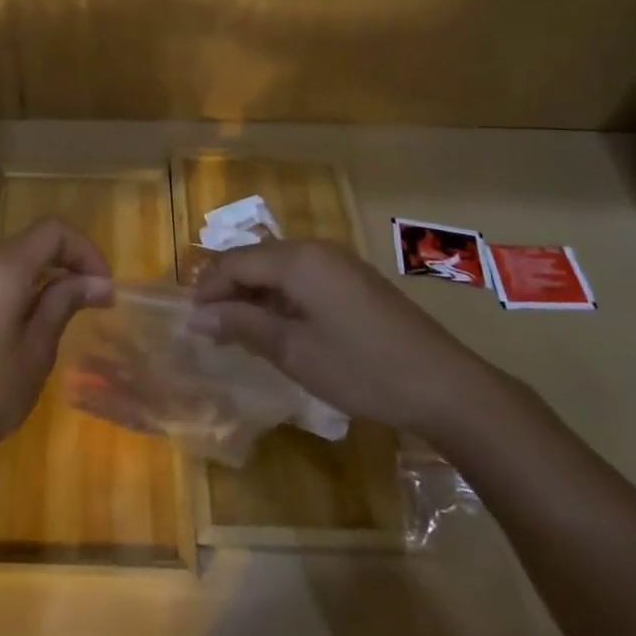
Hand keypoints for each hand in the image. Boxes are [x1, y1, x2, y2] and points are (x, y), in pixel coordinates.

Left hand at [0, 219, 114, 476]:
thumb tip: (98, 282)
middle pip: (29, 244)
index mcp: (2, 268)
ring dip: (38, 279)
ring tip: (56, 320)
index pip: (53, 231)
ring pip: (7, 263)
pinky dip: (12, 291)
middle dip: (65, 264)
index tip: (104, 287)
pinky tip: (17, 330)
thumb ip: (63, 304)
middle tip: (89, 303)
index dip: (85, 251)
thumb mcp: (35, 352)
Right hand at [188, 239, 494, 437]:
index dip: (207, 289)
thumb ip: (242, 326)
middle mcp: (315, 249)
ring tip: (239, 331)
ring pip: (278, 268)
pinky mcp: (355, 280)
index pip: (234, 262)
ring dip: (254, 295)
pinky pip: (303, 277)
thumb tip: (196, 317)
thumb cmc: (362, 368)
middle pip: (255, 259)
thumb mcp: (294, 351)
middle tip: (210, 329)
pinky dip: (281, 298)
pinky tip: (280, 328)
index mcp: (297, 259)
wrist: (446, 386)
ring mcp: (338, 262)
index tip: (190, 323)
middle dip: (228, 290)